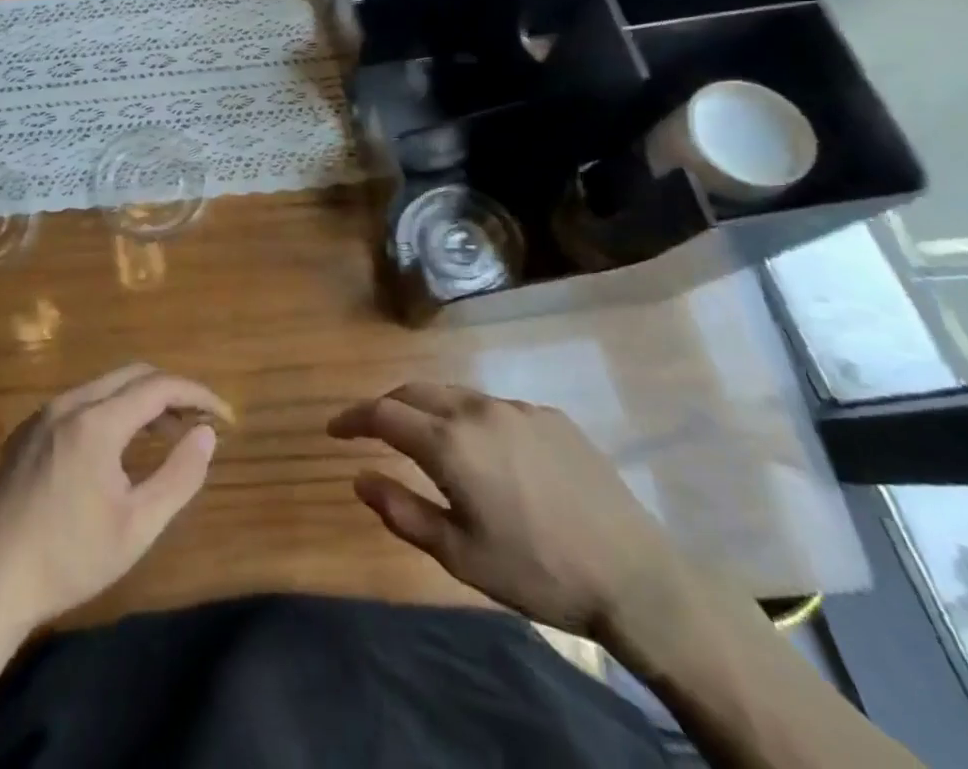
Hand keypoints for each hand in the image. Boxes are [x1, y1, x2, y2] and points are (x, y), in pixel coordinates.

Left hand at [0, 364, 228, 632]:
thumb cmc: (71, 559)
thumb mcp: (138, 526)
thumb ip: (179, 475)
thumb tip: (206, 433)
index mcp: (96, 422)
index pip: (159, 387)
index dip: (197, 395)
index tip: (224, 416)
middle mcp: (68, 404)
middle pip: (132, 375)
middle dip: (171, 391)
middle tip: (198, 421)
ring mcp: (43, 415)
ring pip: (105, 386)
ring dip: (140, 400)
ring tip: (166, 434)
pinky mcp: (27, 431)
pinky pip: (79, 403)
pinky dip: (110, 410)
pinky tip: (116, 448)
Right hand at [328, 383, 688, 639]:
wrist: (634, 575)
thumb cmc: (536, 571)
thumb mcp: (459, 556)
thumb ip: (402, 511)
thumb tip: (358, 478)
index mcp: (450, 443)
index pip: (383, 413)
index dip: (353, 419)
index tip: (333, 430)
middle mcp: (478, 410)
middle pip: (415, 392)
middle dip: (387, 405)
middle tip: (372, 430)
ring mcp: (517, 408)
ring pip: (456, 395)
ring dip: (429, 409)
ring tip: (425, 438)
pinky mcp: (550, 415)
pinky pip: (496, 408)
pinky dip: (473, 420)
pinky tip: (488, 454)